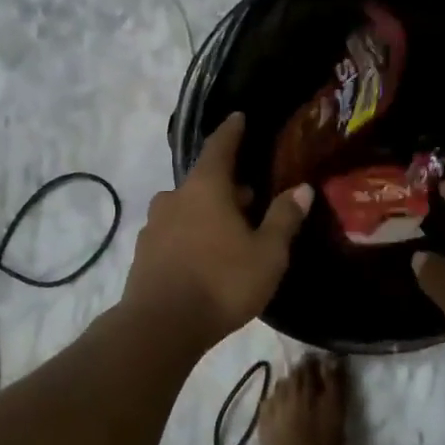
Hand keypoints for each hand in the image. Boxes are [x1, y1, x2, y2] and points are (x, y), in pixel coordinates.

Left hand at [122, 113, 312, 350]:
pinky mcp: (143, 253)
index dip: (232, 131)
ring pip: (187, 207)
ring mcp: (154, 226)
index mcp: (205, 188)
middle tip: (251, 197)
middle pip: (204, 181)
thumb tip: (301, 188)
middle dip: (227, 185)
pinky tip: (205, 256)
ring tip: (230, 230)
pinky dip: (191, 234)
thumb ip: (284, 218)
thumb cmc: (222, 282)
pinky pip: (173, 232)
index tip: (238, 117)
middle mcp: (174, 198)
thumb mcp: (267, 253)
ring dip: (208, 211)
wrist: (160, 326)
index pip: (220, 147)